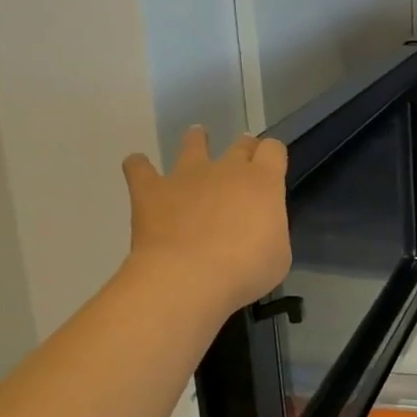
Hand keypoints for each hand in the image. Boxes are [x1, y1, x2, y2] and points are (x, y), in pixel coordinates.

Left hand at [121, 128, 290, 322]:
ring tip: (197, 139)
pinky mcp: (150, 191)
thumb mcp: (278, 254)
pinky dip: (139, 166)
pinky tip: (138, 166)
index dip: (273, 156)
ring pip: (193, 144)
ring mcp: (187, 176)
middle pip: (240, 144)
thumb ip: (271, 232)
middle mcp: (227, 169)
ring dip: (196, 141)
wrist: (188, 277)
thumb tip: (260, 231)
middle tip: (242, 162)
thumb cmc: (245, 269)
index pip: (273, 149)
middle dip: (243, 149)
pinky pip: (139, 168)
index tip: (271, 168)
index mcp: (263, 181)